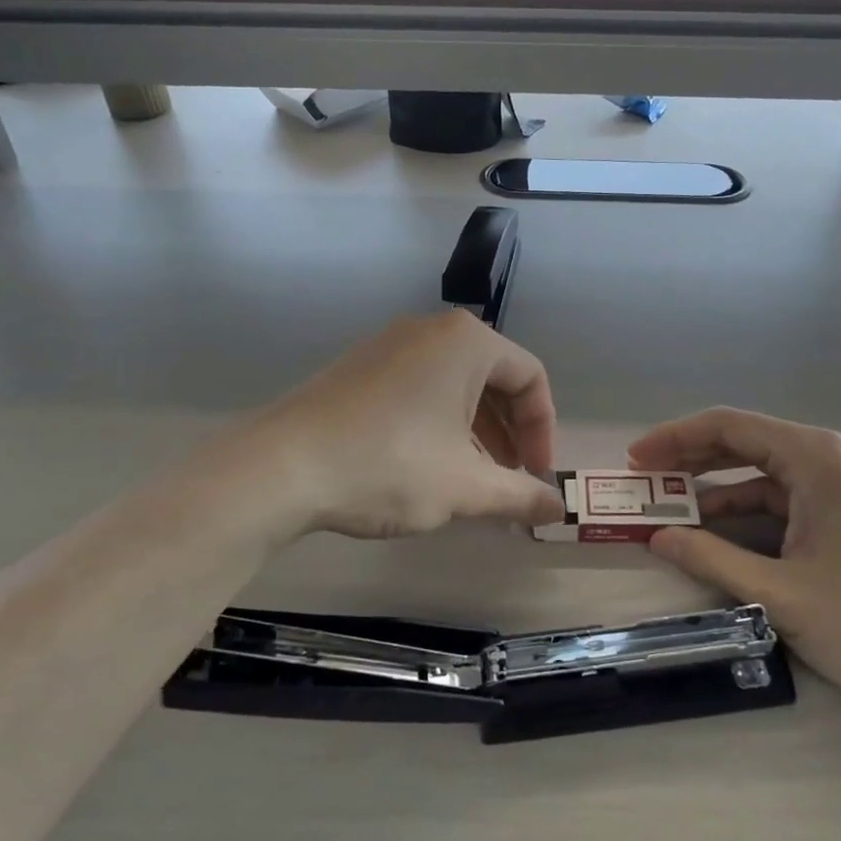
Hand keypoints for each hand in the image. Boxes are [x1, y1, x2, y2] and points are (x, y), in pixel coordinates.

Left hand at [259, 312, 565, 539]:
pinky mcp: (359, 367)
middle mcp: (430, 331)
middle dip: (510, 431)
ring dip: (476, 430)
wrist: (281, 467)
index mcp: (466, 342)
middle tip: (511, 478)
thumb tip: (559, 510)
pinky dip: (439, 422)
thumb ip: (520, 495)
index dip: (543, 429)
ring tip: (474, 478)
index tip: (537, 476)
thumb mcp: (465, 487)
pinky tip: (428, 464)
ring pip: (454, 384)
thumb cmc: (390, 465)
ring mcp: (389, 345)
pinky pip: (419, 387)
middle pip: (493, 376)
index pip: (530, 377)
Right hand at [628, 409, 840, 712]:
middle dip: (690, 461)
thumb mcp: (783, 596)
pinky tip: (720, 535)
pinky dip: (748, 513)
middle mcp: (830, 457)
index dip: (675, 439)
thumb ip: (712, 560)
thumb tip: (656, 538)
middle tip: (644, 483)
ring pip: (763, 474)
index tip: (635, 461)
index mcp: (816, 457)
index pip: (729, 426)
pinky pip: (785, 499)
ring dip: (717, 491)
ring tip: (672, 511)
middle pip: (744, 443)